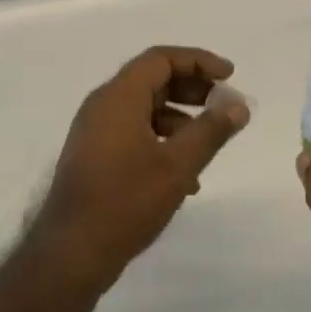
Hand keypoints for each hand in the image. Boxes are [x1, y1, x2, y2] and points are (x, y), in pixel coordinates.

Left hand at [29, 46, 249, 290]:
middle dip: (192, 90)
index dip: (198, 61)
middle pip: (152, 81)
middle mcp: (102, 107)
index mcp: (118, 97)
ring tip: (208, 147)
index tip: (230, 76)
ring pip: (144, 110)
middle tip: (223, 106)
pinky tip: (184, 178)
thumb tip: (238, 105)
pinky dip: (161, 142)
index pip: (160, 59)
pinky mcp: (93, 157)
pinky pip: (133, 134)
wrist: (72, 252)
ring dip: (180, 121)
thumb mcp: (178, 165)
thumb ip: (211, 130)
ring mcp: (94, 132)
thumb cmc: (126, 201)